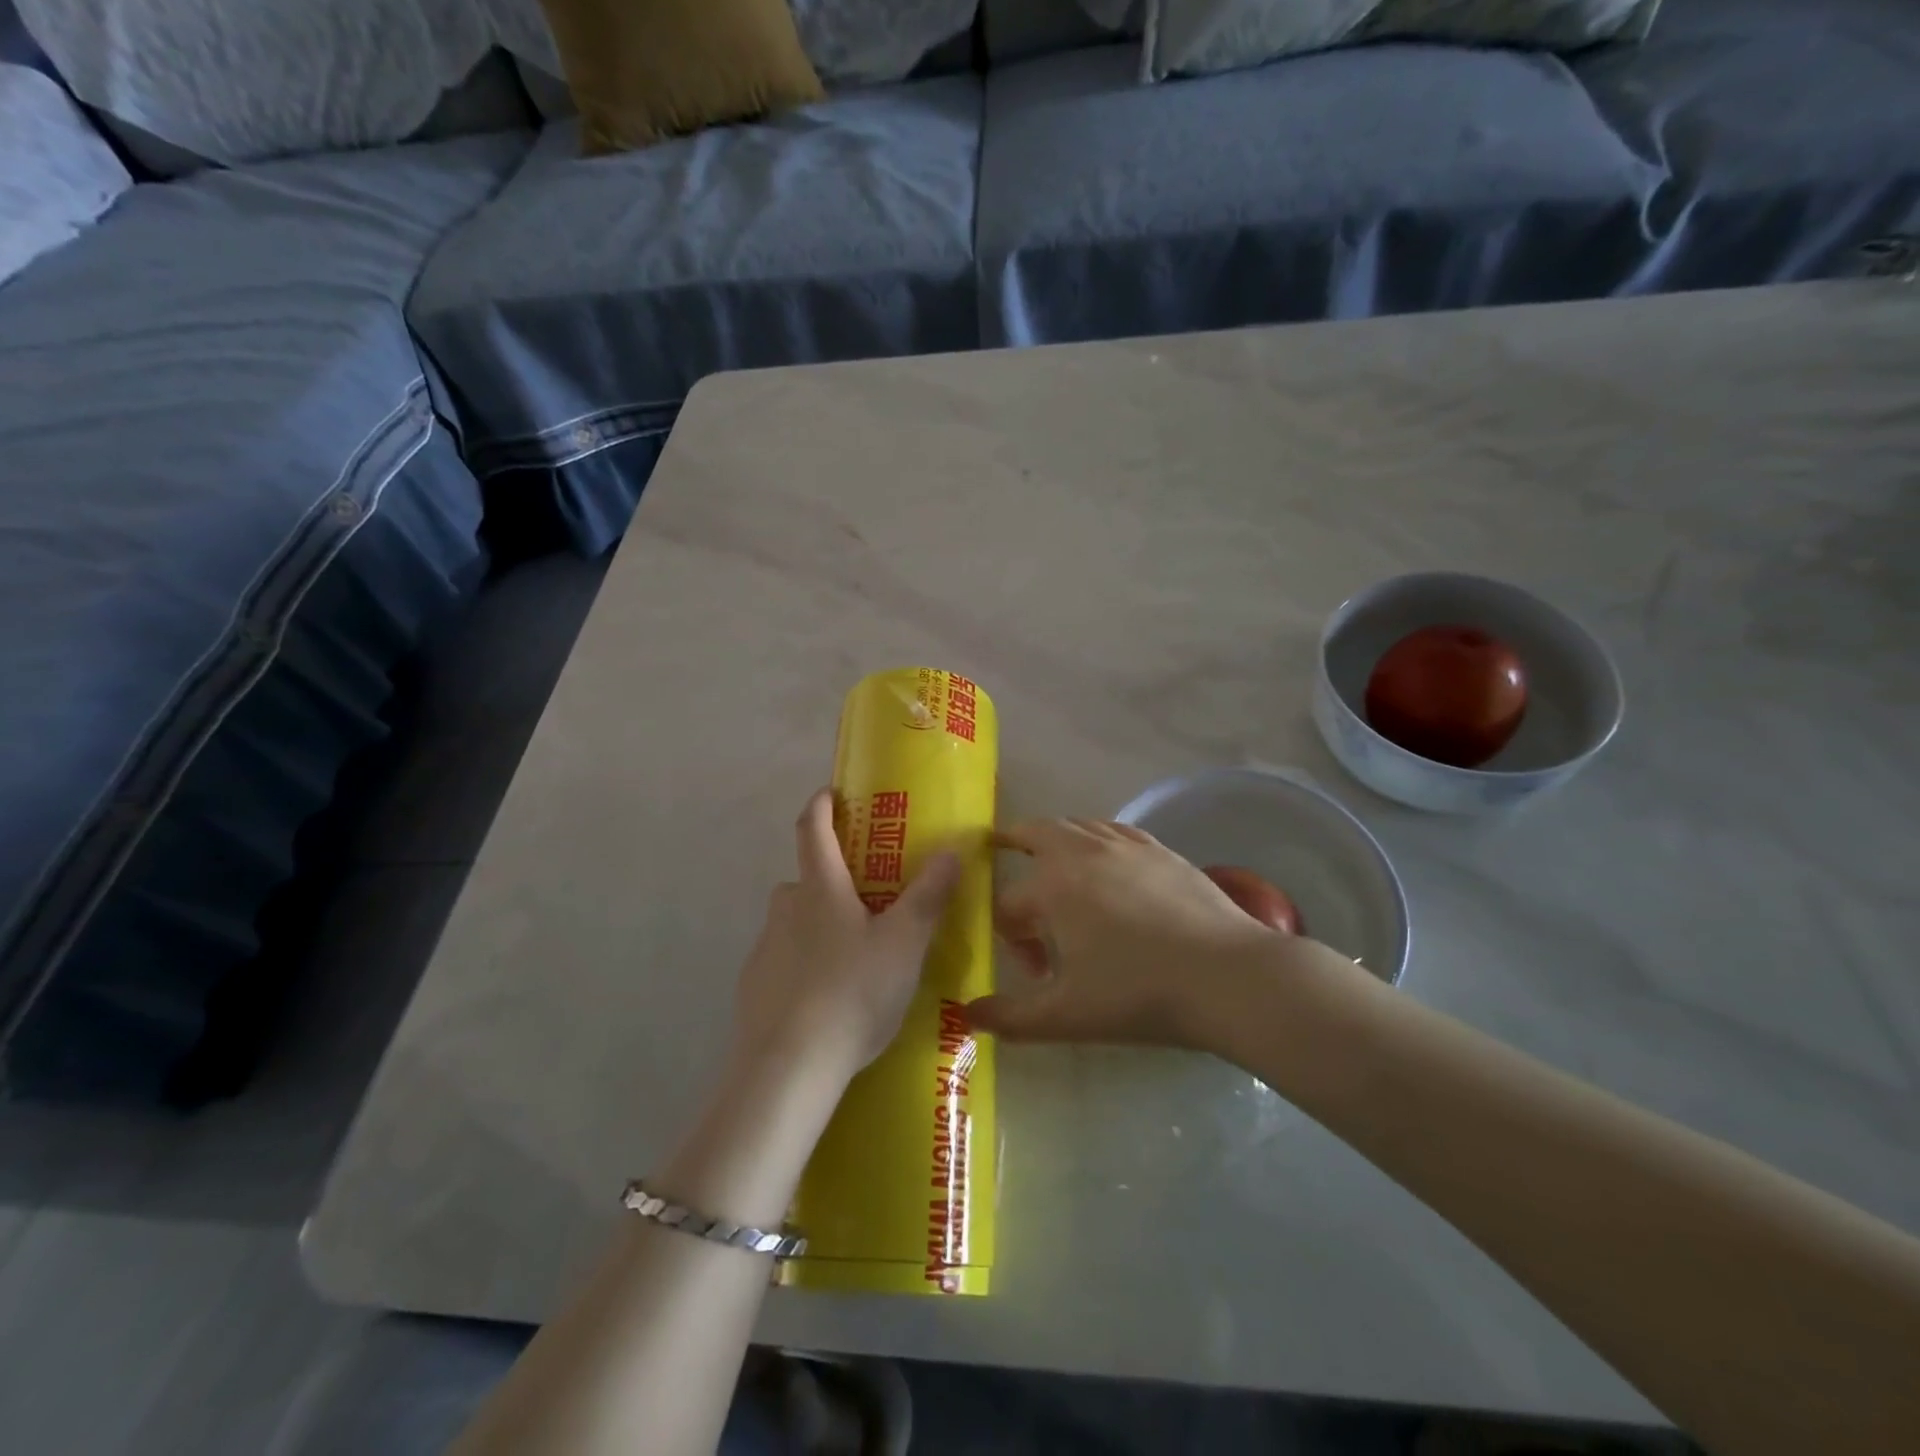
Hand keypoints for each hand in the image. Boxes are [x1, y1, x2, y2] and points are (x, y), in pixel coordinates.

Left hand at [729, 789, 960, 1086]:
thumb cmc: (852, 992)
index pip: (812, 828)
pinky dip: (805, 963)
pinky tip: (828, 997)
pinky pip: (784, 959)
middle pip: (806, 878)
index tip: (832, 792)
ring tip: (856, 956)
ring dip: (820, 924)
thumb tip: (951, 850)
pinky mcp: (754, 986)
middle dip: (834, 879)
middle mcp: (785, 909)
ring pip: (796, 921)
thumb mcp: (904, 944)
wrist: (788, 1068)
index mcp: (820, 889)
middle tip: (870, 900)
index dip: (821, 804)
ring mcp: (764, 949)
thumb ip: (928, 896)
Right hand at [966, 817, 1312, 1049]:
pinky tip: (1106, 859)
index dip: (1010, 938)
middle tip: (1001, 847)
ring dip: (1055, 838)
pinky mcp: (1160, 849)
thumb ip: (1011, 1017)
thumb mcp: (1066, 1016)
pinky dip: (1096, 837)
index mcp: (1051, 886)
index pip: (1008, 904)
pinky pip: (1114, 830)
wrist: (1226, 976)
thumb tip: (969, 1014)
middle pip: (1034, 833)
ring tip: (1054, 858)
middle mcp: (1081, 852)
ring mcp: (1124, 845)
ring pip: (1076, 825)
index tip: (1034, 971)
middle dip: (1012, 841)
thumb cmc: (1138, 994)